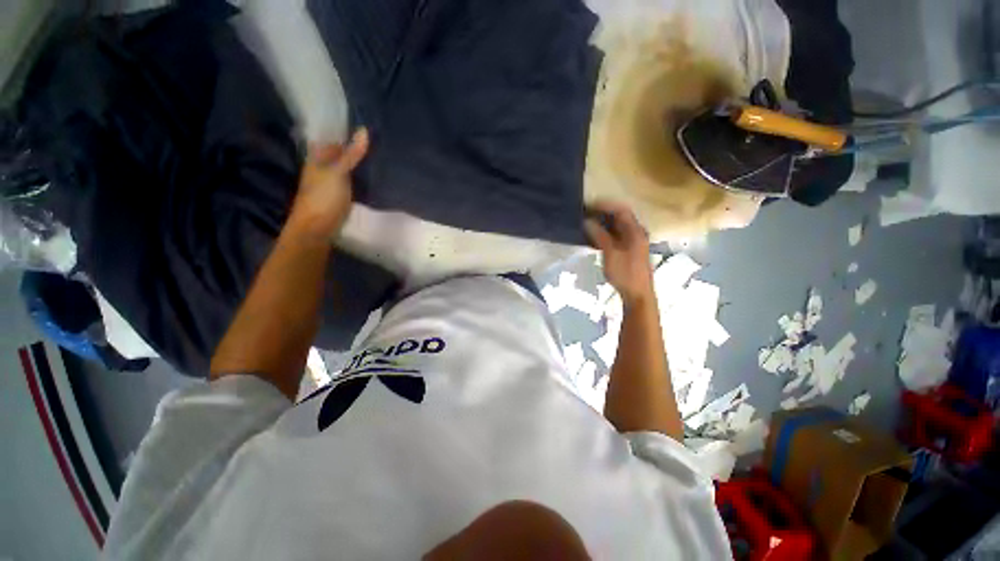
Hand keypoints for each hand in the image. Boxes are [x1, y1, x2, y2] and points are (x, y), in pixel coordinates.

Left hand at [287, 128, 368, 241]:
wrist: (317, 228)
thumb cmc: (323, 197)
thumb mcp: (338, 172)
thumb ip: (351, 154)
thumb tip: (364, 130)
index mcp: (318, 158)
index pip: (331, 139)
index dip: (345, 132)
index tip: (365, 126)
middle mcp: (323, 168)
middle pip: (340, 153)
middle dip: (355, 148)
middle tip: (378, 140)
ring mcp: (332, 183)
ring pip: (347, 168)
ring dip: (359, 163)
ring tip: (380, 155)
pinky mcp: (341, 196)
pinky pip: (352, 181)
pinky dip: (361, 177)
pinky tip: (373, 176)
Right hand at [585, 200, 653, 306]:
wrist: (638, 294)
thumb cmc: (625, 273)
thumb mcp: (610, 253)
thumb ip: (599, 235)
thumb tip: (587, 221)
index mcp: (635, 231)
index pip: (621, 210)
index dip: (605, 205)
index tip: (588, 205)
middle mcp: (636, 233)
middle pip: (620, 216)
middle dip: (602, 213)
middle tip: (585, 213)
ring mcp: (633, 242)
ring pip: (617, 226)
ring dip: (602, 223)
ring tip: (586, 223)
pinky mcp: (628, 250)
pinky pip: (616, 235)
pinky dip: (604, 233)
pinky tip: (593, 236)